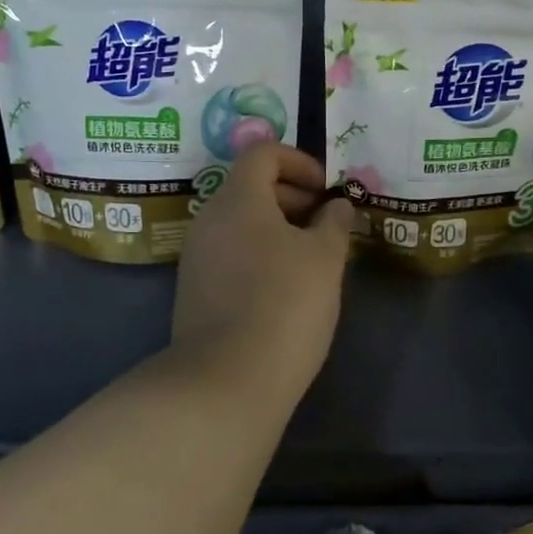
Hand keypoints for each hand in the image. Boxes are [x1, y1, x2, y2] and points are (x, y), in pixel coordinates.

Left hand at [172, 143, 355, 397]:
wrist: (227, 380)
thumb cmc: (285, 304)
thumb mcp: (325, 259)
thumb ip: (334, 223)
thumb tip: (337, 206)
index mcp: (238, 199)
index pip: (262, 153)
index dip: (299, 162)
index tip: (326, 192)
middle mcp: (209, 219)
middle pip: (250, 187)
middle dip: (293, 197)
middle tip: (326, 226)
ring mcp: (197, 256)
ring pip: (241, 223)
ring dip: (278, 229)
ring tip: (313, 260)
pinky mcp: (194, 290)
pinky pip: (230, 253)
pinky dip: (259, 254)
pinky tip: (285, 288)